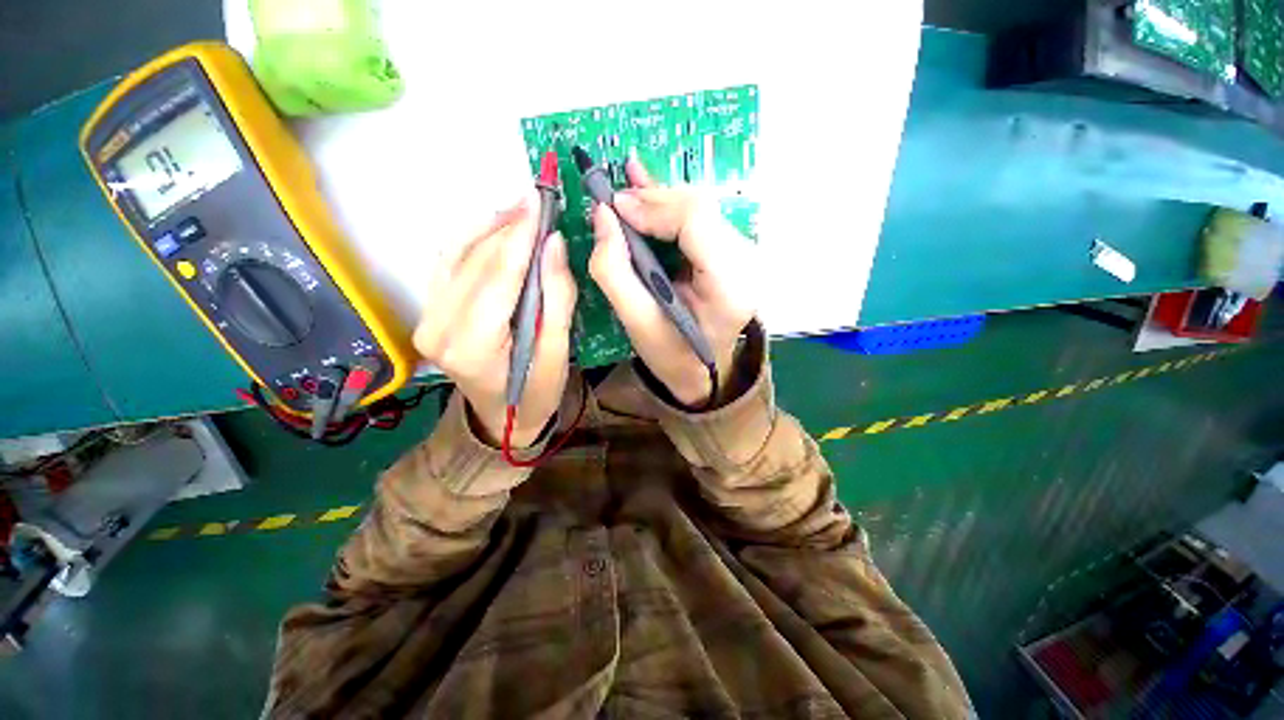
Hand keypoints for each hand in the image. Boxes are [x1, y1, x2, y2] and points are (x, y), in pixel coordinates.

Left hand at [414, 195, 576, 446]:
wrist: (499, 419)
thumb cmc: (536, 393)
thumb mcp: (557, 352)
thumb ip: (557, 298)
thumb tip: (553, 244)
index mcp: (473, 345)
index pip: (498, 276)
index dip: (519, 235)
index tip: (538, 199)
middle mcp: (438, 328)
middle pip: (475, 262)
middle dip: (508, 226)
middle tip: (536, 198)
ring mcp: (427, 320)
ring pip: (456, 256)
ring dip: (489, 227)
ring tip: (519, 207)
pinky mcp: (429, 314)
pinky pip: (447, 265)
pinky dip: (470, 239)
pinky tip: (493, 226)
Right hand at [589, 157, 756, 406]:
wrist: (703, 372)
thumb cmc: (671, 355)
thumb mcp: (636, 323)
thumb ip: (614, 270)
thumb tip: (603, 214)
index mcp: (729, 287)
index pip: (696, 221)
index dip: (654, 207)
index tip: (615, 207)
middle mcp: (746, 264)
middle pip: (700, 209)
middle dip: (653, 200)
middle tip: (615, 203)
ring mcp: (743, 256)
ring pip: (699, 209)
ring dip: (659, 200)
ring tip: (625, 195)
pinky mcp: (733, 253)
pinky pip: (701, 218)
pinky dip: (671, 205)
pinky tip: (647, 182)